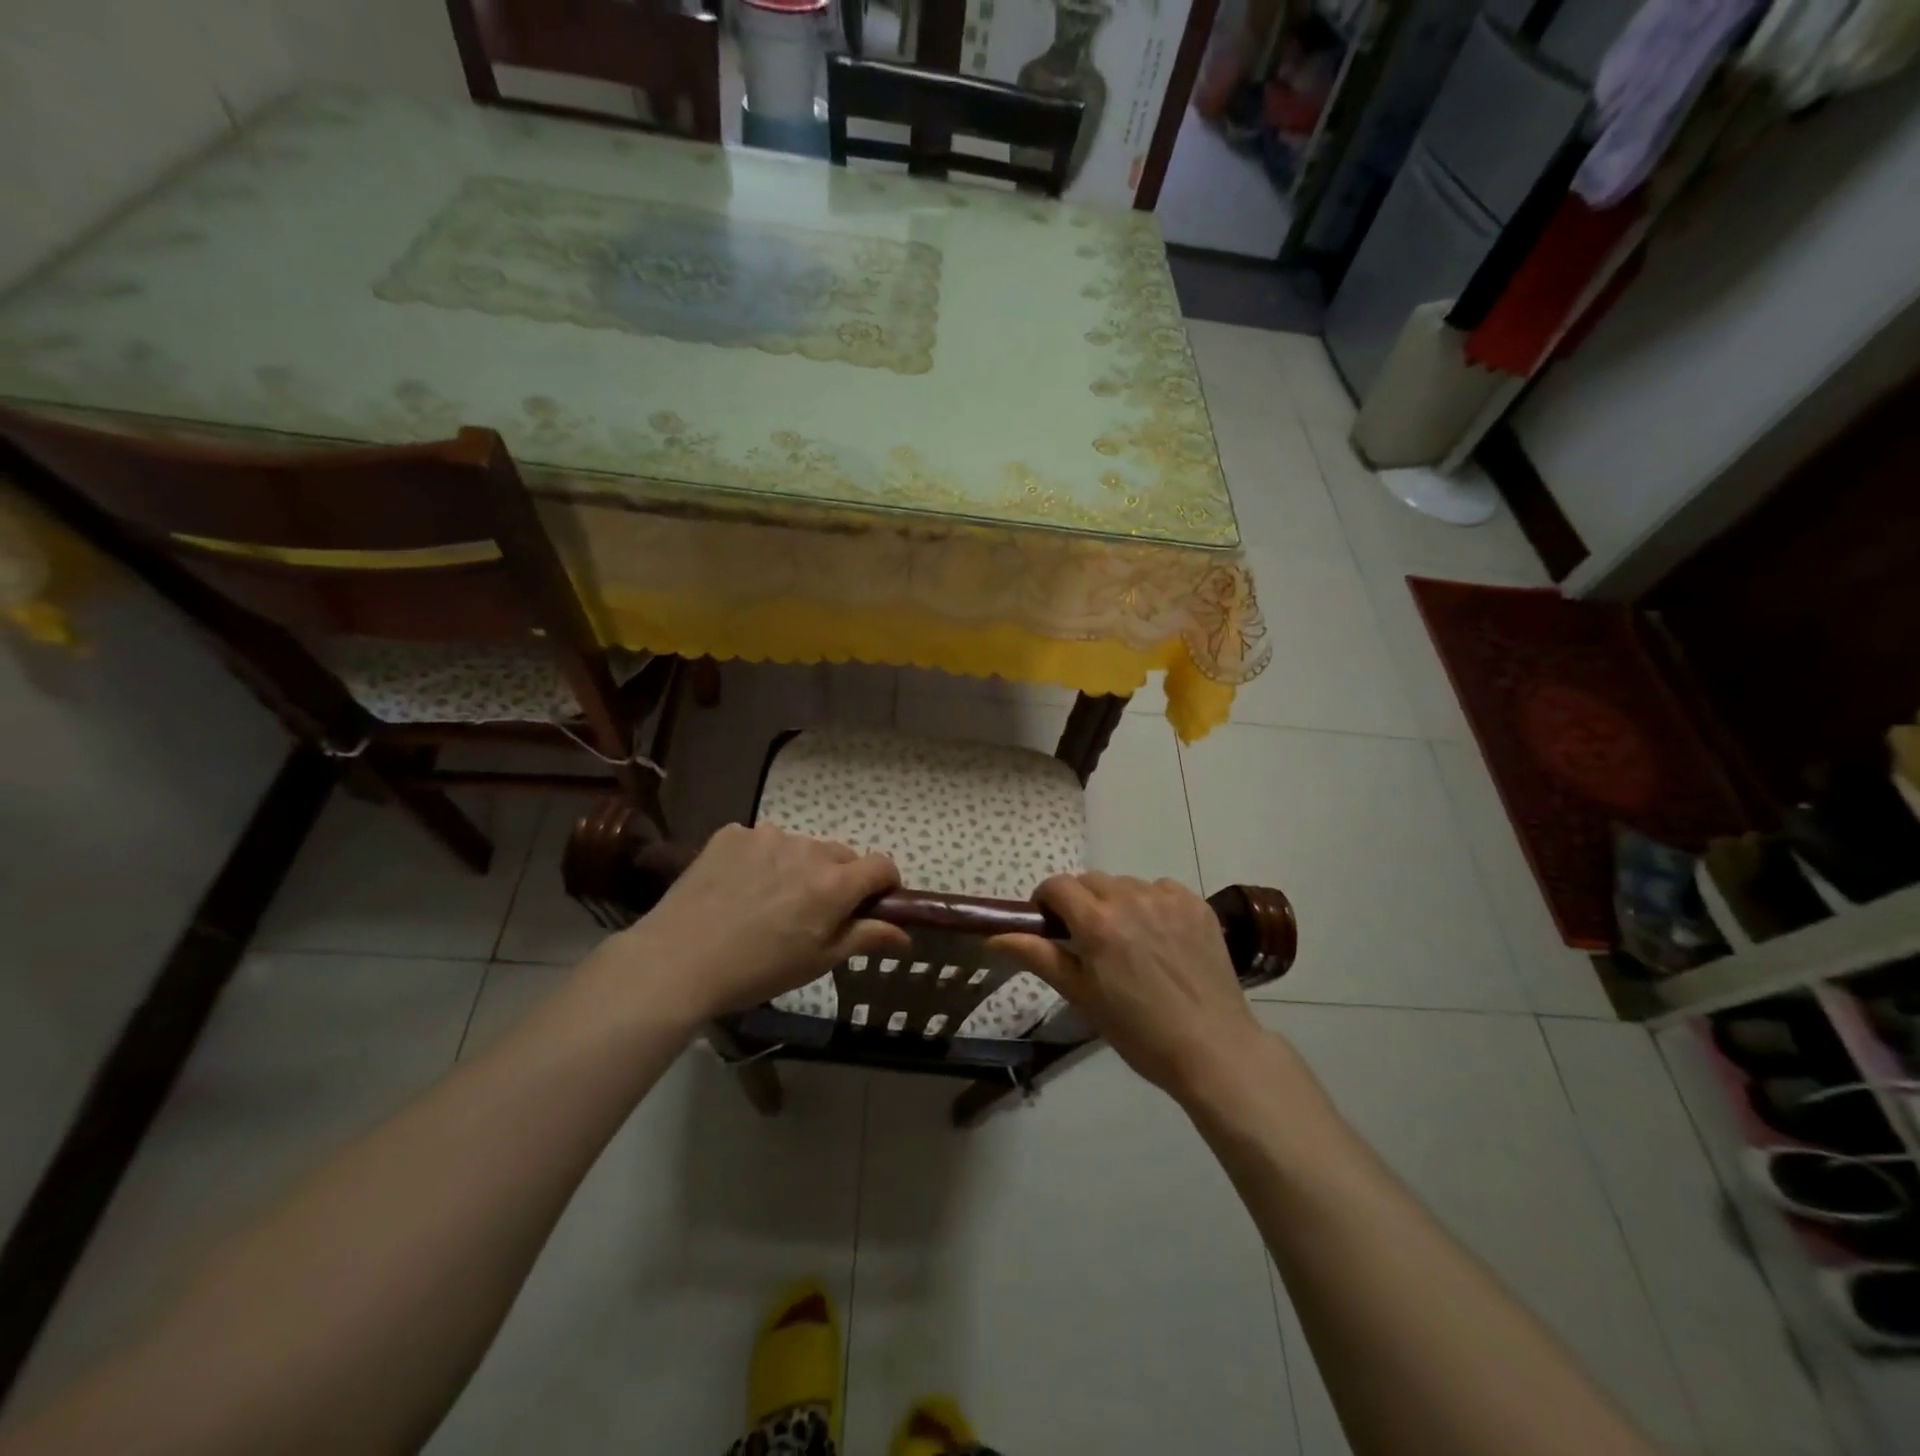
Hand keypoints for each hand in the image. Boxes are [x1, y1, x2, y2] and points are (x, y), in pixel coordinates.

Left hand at [611, 824, 910, 1024]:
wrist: (678, 960)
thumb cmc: (757, 970)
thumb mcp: (818, 962)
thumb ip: (866, 938)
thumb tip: (905, 936)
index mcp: (834, 884)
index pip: (882, 865)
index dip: (885, 884)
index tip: (872, 905)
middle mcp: (807, 850)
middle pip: (840, 856)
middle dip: (838, 879)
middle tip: (812, 913)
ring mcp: (766, 837)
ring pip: (800, 847)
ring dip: (797, 867)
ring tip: (767, 901)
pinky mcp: (732, 834)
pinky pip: (761, 841)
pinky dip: (760, 859)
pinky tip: (737, 888)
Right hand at [994, 873, 1265, 1100]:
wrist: (1212, 1048)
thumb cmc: (1138, 1031)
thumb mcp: (1081, 995)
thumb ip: (1038, 956)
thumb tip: (993, 937)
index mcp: (1097, 922)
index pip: (1057, 886)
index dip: (1046, 901)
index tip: (1050, 926)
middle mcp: (1130, 898)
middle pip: (1090, 881)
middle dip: (1081, 903)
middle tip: (1089, 940)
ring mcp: (1167, 899)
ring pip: (1126, 884)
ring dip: (1117, 903)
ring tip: (1130, 941)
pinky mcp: (1196, 905)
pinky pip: (1161, 889)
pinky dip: (1152, 904)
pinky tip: (1161, 938)